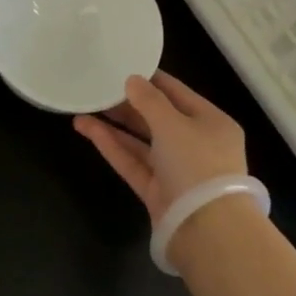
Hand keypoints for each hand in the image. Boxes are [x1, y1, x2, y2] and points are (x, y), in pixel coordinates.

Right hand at [73, 71, 247, 226]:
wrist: (206, 229)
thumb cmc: (197, 164)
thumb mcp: (174, 124)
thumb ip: (149, 101)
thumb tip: (132, 80)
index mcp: (212, 122)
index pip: (178, 93)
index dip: (151, 80)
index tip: (124, 66)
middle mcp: (196, 144)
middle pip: (158, 118)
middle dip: (128, 104)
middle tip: (98, 89)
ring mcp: (176, 170)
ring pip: (142, 142)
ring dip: (114, 126)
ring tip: (84, 109)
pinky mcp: (157, 192)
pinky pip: (133, 163)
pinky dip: (113, 147)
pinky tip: (88, 130)